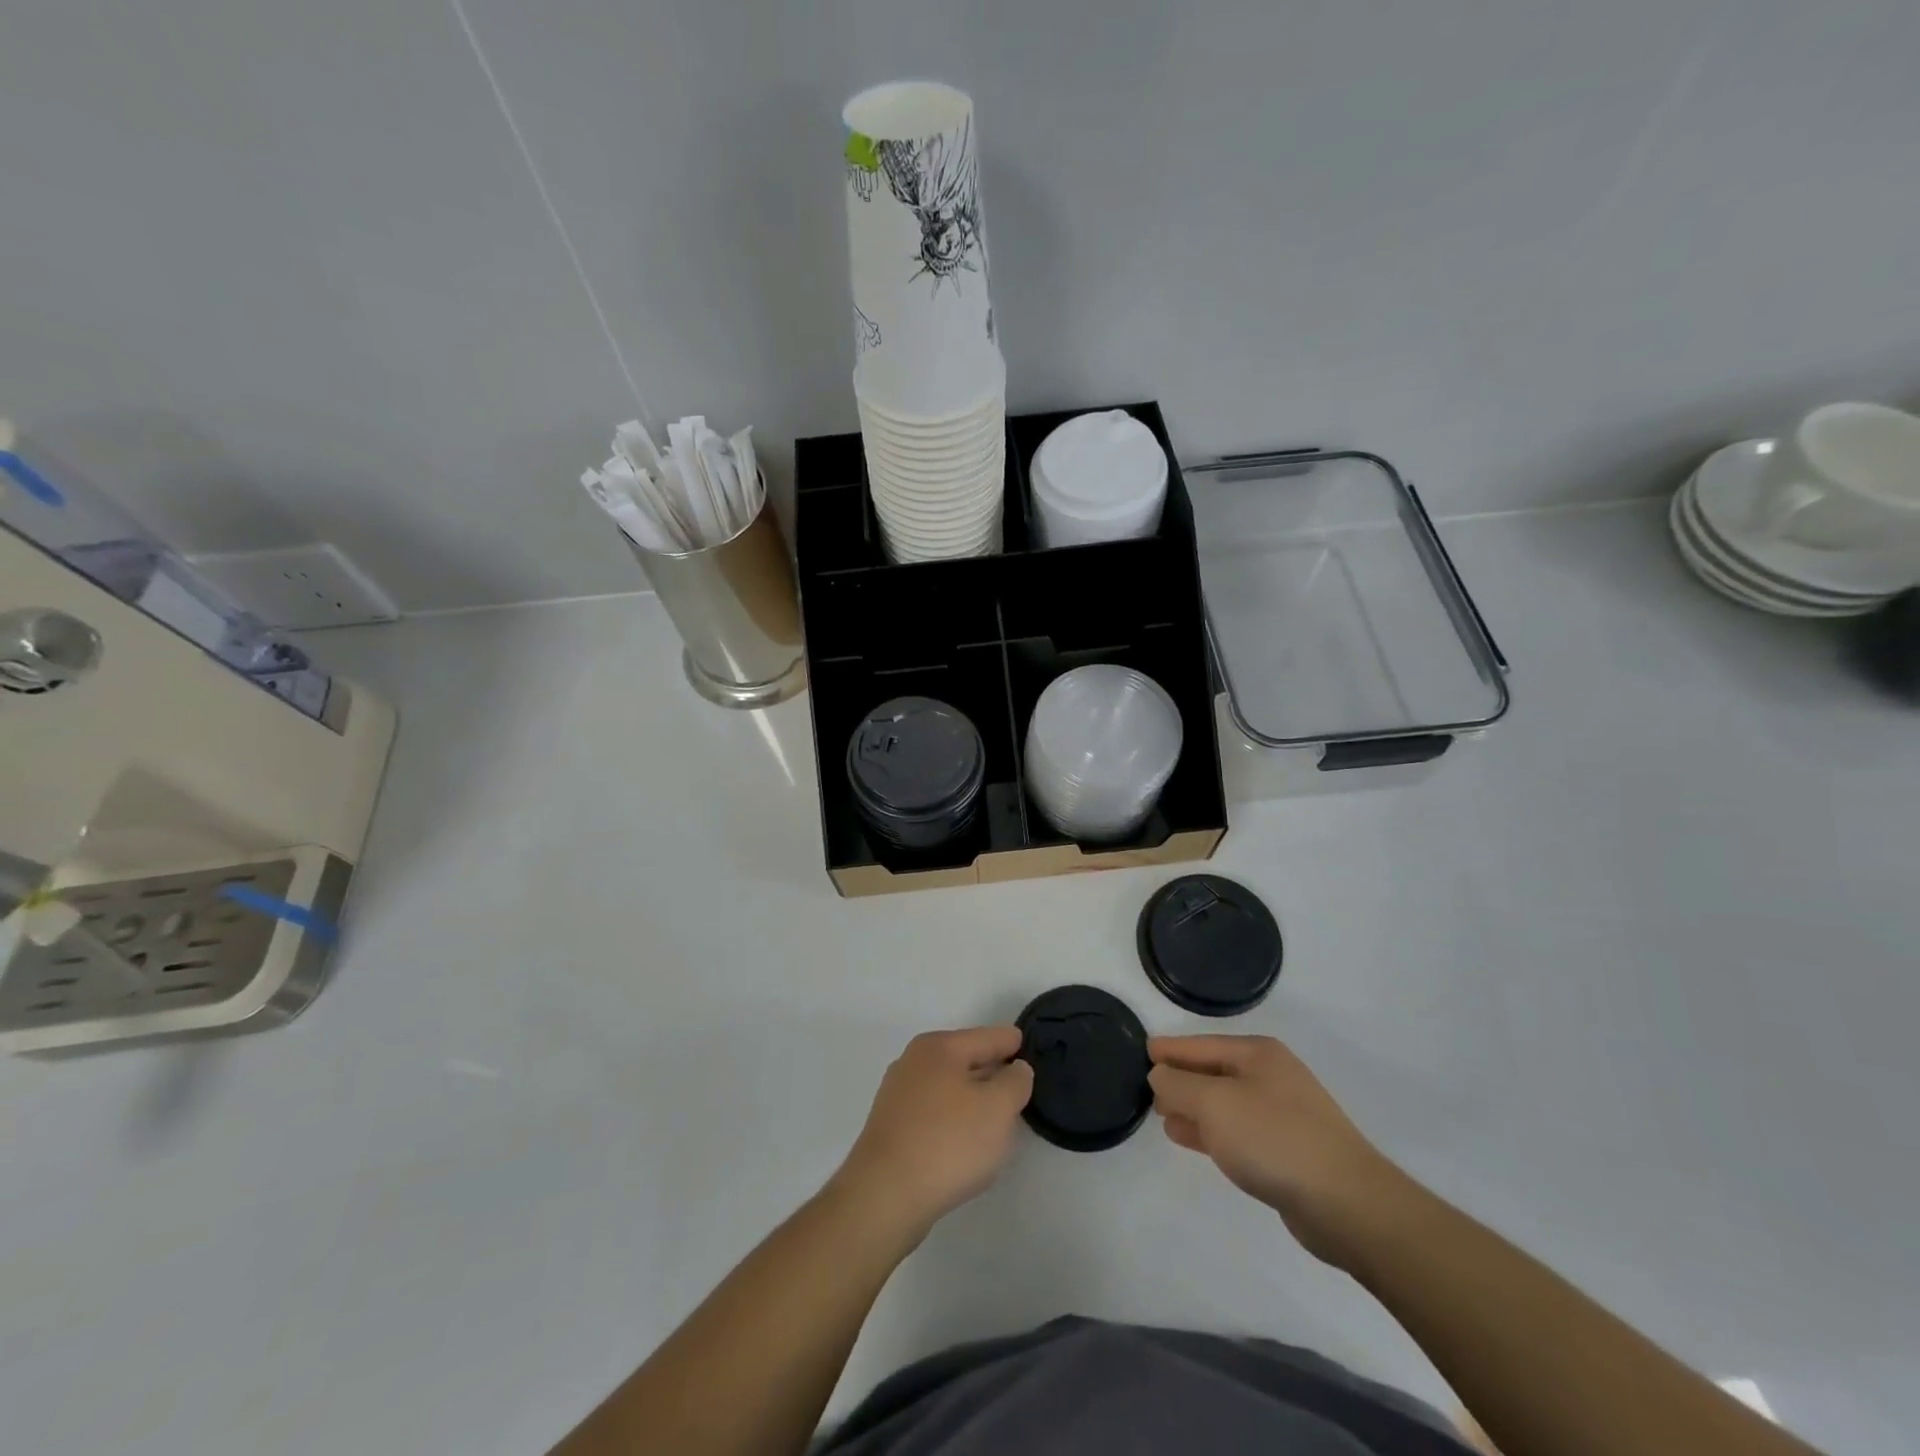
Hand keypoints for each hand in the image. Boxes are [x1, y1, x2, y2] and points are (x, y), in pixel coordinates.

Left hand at [832, 1027, 1033, 1245]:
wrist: (884, 1196)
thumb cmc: (948, 1143)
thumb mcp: (998, 1108)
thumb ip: (1015, 1081)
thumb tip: (1015, 1069)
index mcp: (939, 1047)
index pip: (988, 1037)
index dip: (1014, 1044)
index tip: (1032, 1050)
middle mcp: (914, 1061)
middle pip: (966, 1059)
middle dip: (993, 1071)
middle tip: (1020, 1087)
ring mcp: (898, 1094)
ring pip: (949, 1087)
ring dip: (973, 1098)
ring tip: (998, 1118)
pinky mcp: (891, 1127)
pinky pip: (934, 1113)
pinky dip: (954, 1120)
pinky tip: (965, 1143)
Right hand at [1149, 1035, 1408, 1266]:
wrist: (1347, 1204)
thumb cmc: (1274, 1139)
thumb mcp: (1214, 1103)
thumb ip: (1178, 1085)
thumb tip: (1160, 1076)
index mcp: (1258, 1054)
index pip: (1201, 1044)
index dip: (1171, 1050)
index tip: (1142, 1053)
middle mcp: (1272, 1077)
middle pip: (1214, 1071)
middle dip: (1181, 1080)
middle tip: (1148, 1090)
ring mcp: (1284, 1115)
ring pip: (1225, 1103)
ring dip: (1194, 1108)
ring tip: (1163, 1116)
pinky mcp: (1288, 1151)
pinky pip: (1238, 1131)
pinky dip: (1212, 1132)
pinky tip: (1190, 1139)